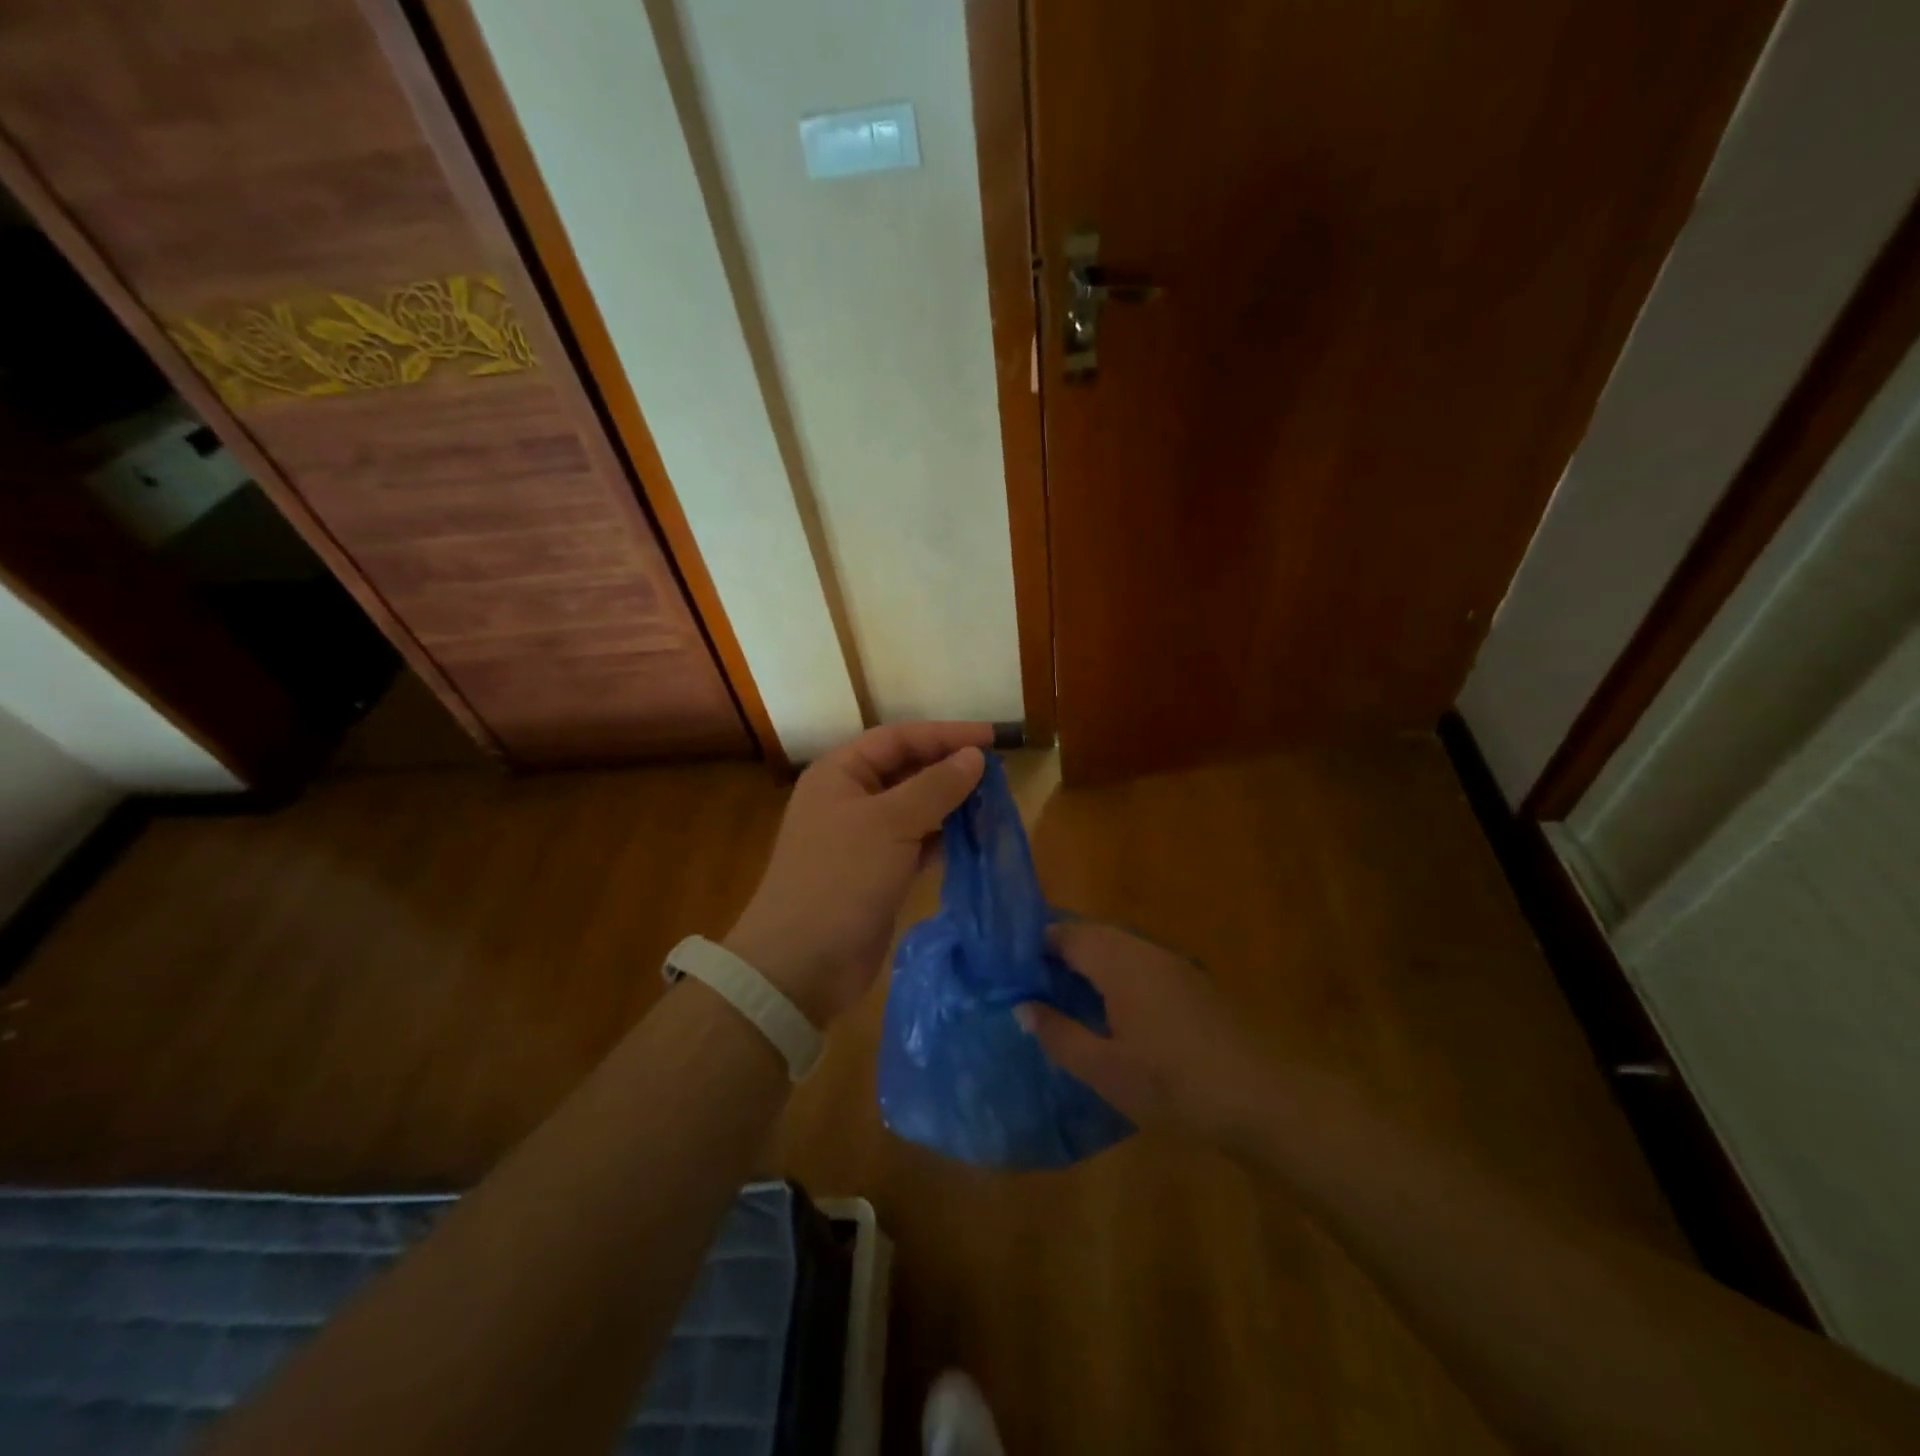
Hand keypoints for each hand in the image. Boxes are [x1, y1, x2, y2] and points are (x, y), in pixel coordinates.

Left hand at [725, 723, 991, 1025]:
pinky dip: (943, 838)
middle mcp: (849, 798)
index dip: (945, 734)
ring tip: (994, 803)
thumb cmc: (840, 879)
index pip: (899, 738)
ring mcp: (862, 838)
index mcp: (840, 773)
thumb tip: (975, 757)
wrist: (802, 964)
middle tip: (998, 773)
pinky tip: (973, 839)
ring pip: (915, 808)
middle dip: (950, 769)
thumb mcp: (890, 824)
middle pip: (907, 770)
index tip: (992, 739)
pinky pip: (916, 842)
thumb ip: (936, 786)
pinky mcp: (877, 872)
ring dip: (951, 804)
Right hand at [1016, 923, 1274, 1144]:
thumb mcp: (1105, 1069)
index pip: (1065, 935)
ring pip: (1118, 947)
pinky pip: (1140, 962)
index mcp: (1118, 961)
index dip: (1034, 945)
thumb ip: (1059, 1034)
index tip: (1009, 966)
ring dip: (1089, 961)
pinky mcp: (1192, 982)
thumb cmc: (1173, 1084)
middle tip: (1031, 982)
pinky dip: (1116, 973)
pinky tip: (1112, 1009)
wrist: (1261, 1098)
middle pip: (1092, 935)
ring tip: (1064, 995)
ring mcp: (1172, 963)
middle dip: (1060, 951)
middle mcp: (1143, 950)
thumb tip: (1022, 1006)